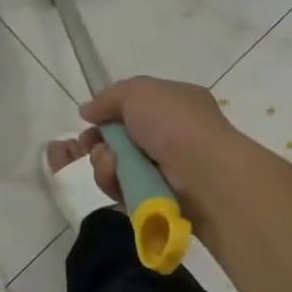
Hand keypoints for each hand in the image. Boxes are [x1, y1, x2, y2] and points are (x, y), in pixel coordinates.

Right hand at [78, 76, 243, 201]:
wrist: (203, 173)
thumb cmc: (174, 123)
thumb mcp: (138, 91)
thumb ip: (108, 98)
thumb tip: (88, 111)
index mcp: (176, 103)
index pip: (135, 107)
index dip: (109, 114)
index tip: (89, 122)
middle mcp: (172, 135)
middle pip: (122, 139)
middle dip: (101, 142)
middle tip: (90, 146)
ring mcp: (167, 170)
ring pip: (119, 166)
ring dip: (104, 163)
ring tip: (109, 162)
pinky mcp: (159, 199)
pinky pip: (124, 190)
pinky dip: (114, 183)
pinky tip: (116, 177)